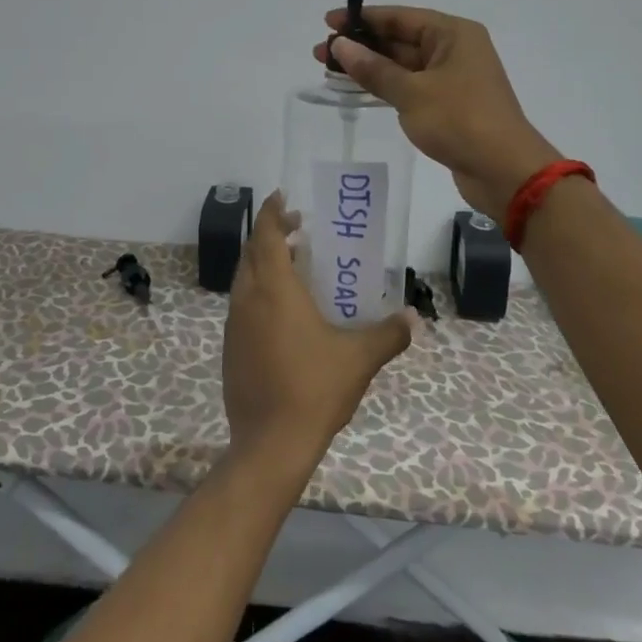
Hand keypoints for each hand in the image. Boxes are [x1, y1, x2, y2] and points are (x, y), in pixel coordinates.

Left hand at [222, 193, 413, 477]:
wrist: (270, 443)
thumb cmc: (314, 389)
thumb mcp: (359, 359)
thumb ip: (388, 334)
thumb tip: (411, 317)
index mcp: (274, 290)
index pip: (266, 236)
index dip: (273, 213)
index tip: (284, 198)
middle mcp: (247, 300)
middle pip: (252, 253)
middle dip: (271, 235)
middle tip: (298, 231)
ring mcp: (233, 325)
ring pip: (244, 280)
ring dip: (263, 264)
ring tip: (293, 266)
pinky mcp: (230, 349)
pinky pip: (242, 305)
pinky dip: (258, 292)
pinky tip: (282, 312)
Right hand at [314, 6, 560, 215]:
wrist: (504, 171)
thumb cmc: (460, 121)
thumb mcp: (411, 93)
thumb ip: (373, 69)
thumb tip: (340, 45)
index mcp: (452, 34)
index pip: (400, 17)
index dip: (362, 19)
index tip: (328, 22)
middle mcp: (455, 50)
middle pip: (400, 39)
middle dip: (361, 45)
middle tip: (321, 52)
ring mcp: (453, 78)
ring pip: (403, 65)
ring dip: (369, 67)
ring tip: (330, 70)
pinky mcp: (449, 105)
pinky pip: (410, 86)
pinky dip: (385, 86)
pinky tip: (358, 89)